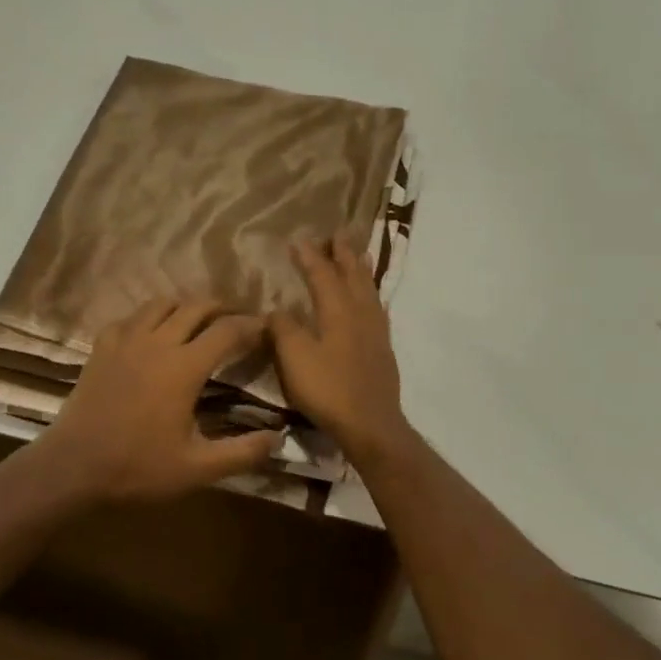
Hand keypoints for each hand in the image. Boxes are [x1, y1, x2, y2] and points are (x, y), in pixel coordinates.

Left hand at [40, 297, 275, 501]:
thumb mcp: (197, 469)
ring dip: (185, 306)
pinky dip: (148, 318)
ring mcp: (126, 341)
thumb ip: (242, 453)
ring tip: (197, 319)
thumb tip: (279, 439)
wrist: (73, 468)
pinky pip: (130, 318)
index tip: (266, 327)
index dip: (251, 325)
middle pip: (196, 306)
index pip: (227, 331)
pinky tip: (150, 334)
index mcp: (185, 367)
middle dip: (222, 307)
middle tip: (237, 319)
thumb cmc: (138, 468)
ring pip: (161, 303)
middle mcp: (158, 342)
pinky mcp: (102, 347)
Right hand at [269, 237, 410, 457]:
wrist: (370, 424)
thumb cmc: (328, 389)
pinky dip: (371, 294)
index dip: (310, 257)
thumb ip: (283, 329)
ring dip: (361, 269)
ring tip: (359, 255)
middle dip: (343, 254)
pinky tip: (371, 300)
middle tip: (338, 234)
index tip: (299, 240)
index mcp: (337, 311)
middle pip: (353, 275)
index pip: (322, 274)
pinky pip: (377, 308)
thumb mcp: (294, 358)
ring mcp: (376, 331)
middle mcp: (360, 313)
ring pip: (369, 290)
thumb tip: (277, 309)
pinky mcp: (383, 349)